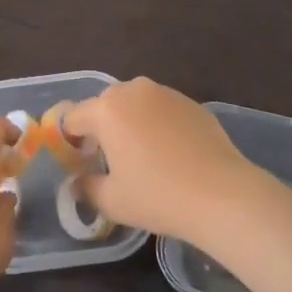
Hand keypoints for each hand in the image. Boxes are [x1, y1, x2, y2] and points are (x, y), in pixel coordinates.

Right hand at [65, 78, 262, 244]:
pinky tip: (171, 155)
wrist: (222, 194)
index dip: (69, 141)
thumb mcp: (112, 201)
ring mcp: (166, 93)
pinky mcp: (192, 103)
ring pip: (135, 104)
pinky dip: (158, 125)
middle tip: (109, 161)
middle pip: (104, 105)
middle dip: (101, 128)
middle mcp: (133, 90)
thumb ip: (86, 187)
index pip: (73, 118)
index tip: (78, 164)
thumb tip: (78, 182)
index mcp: (107, 109)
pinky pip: (162, 110)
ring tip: (142, 157)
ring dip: (130, 123)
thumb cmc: (158, 196)